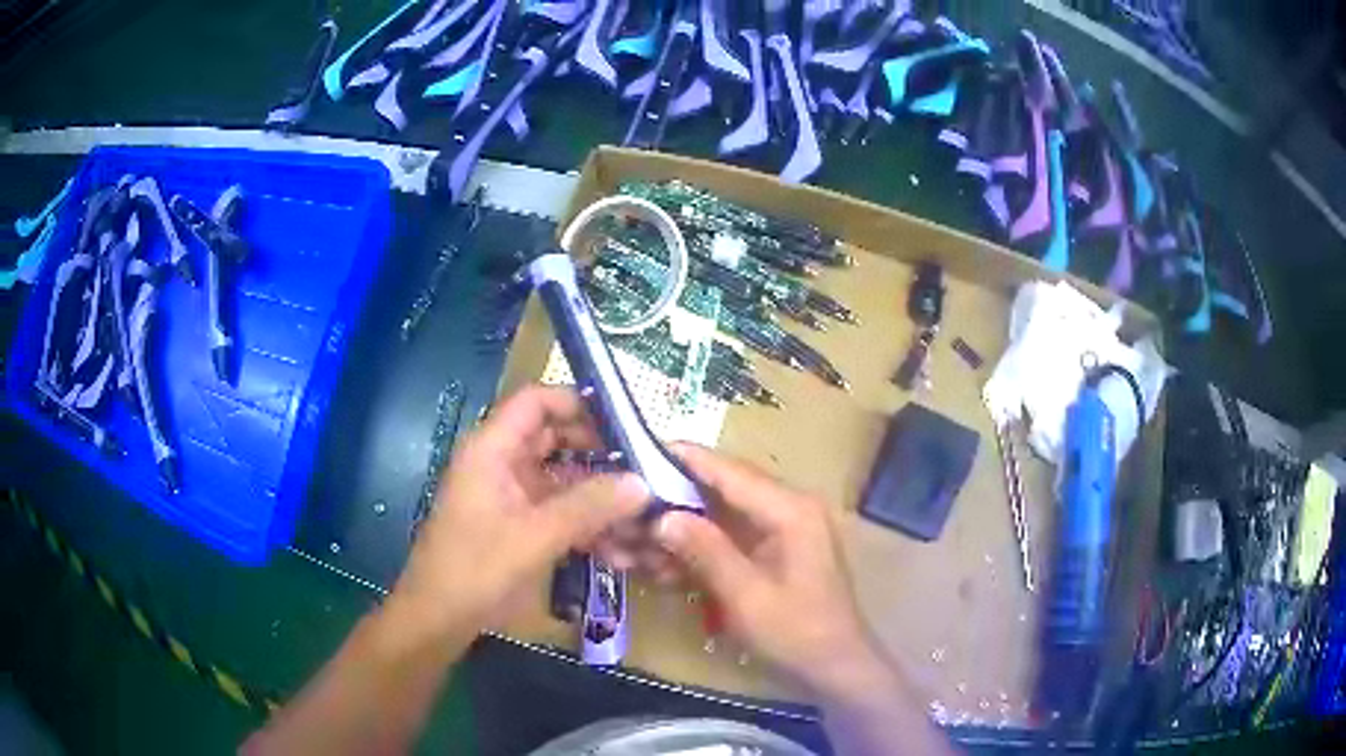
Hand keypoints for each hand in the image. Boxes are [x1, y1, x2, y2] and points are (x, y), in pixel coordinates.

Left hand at [391, 385, 647, 633]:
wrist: (438, 619)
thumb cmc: (475, 568)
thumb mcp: (535, 536)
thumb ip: (589, 506)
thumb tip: (643, 483)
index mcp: (492, 449)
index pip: (536, 401)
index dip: (578, 402)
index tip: (624, 423)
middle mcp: (501, 464)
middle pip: (555, 439)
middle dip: (598, 453)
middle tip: (644, 468)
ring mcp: (510, 496)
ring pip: (561, 479)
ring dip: (598, 495)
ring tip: (641, 513)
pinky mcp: (518, 526)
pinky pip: (558, 512)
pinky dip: (586, 524)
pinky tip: (619, 548)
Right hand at [654, 444, 887, 696]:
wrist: (834, 669)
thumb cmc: (797, 633)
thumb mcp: (747, 596)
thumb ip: (706, 551)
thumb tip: (662, 516)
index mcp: (790, 510)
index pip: (730, 471)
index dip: (685, 459)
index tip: (639, 449)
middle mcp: (786, 510)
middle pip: (719, 493)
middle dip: (671, 503)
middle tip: (624, 512)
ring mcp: (779, 533)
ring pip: (717, 519)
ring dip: (677, 533)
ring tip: (630, 545)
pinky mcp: (770, 555)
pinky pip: (725, 542)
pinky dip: (694, 553)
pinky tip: (659, 568)